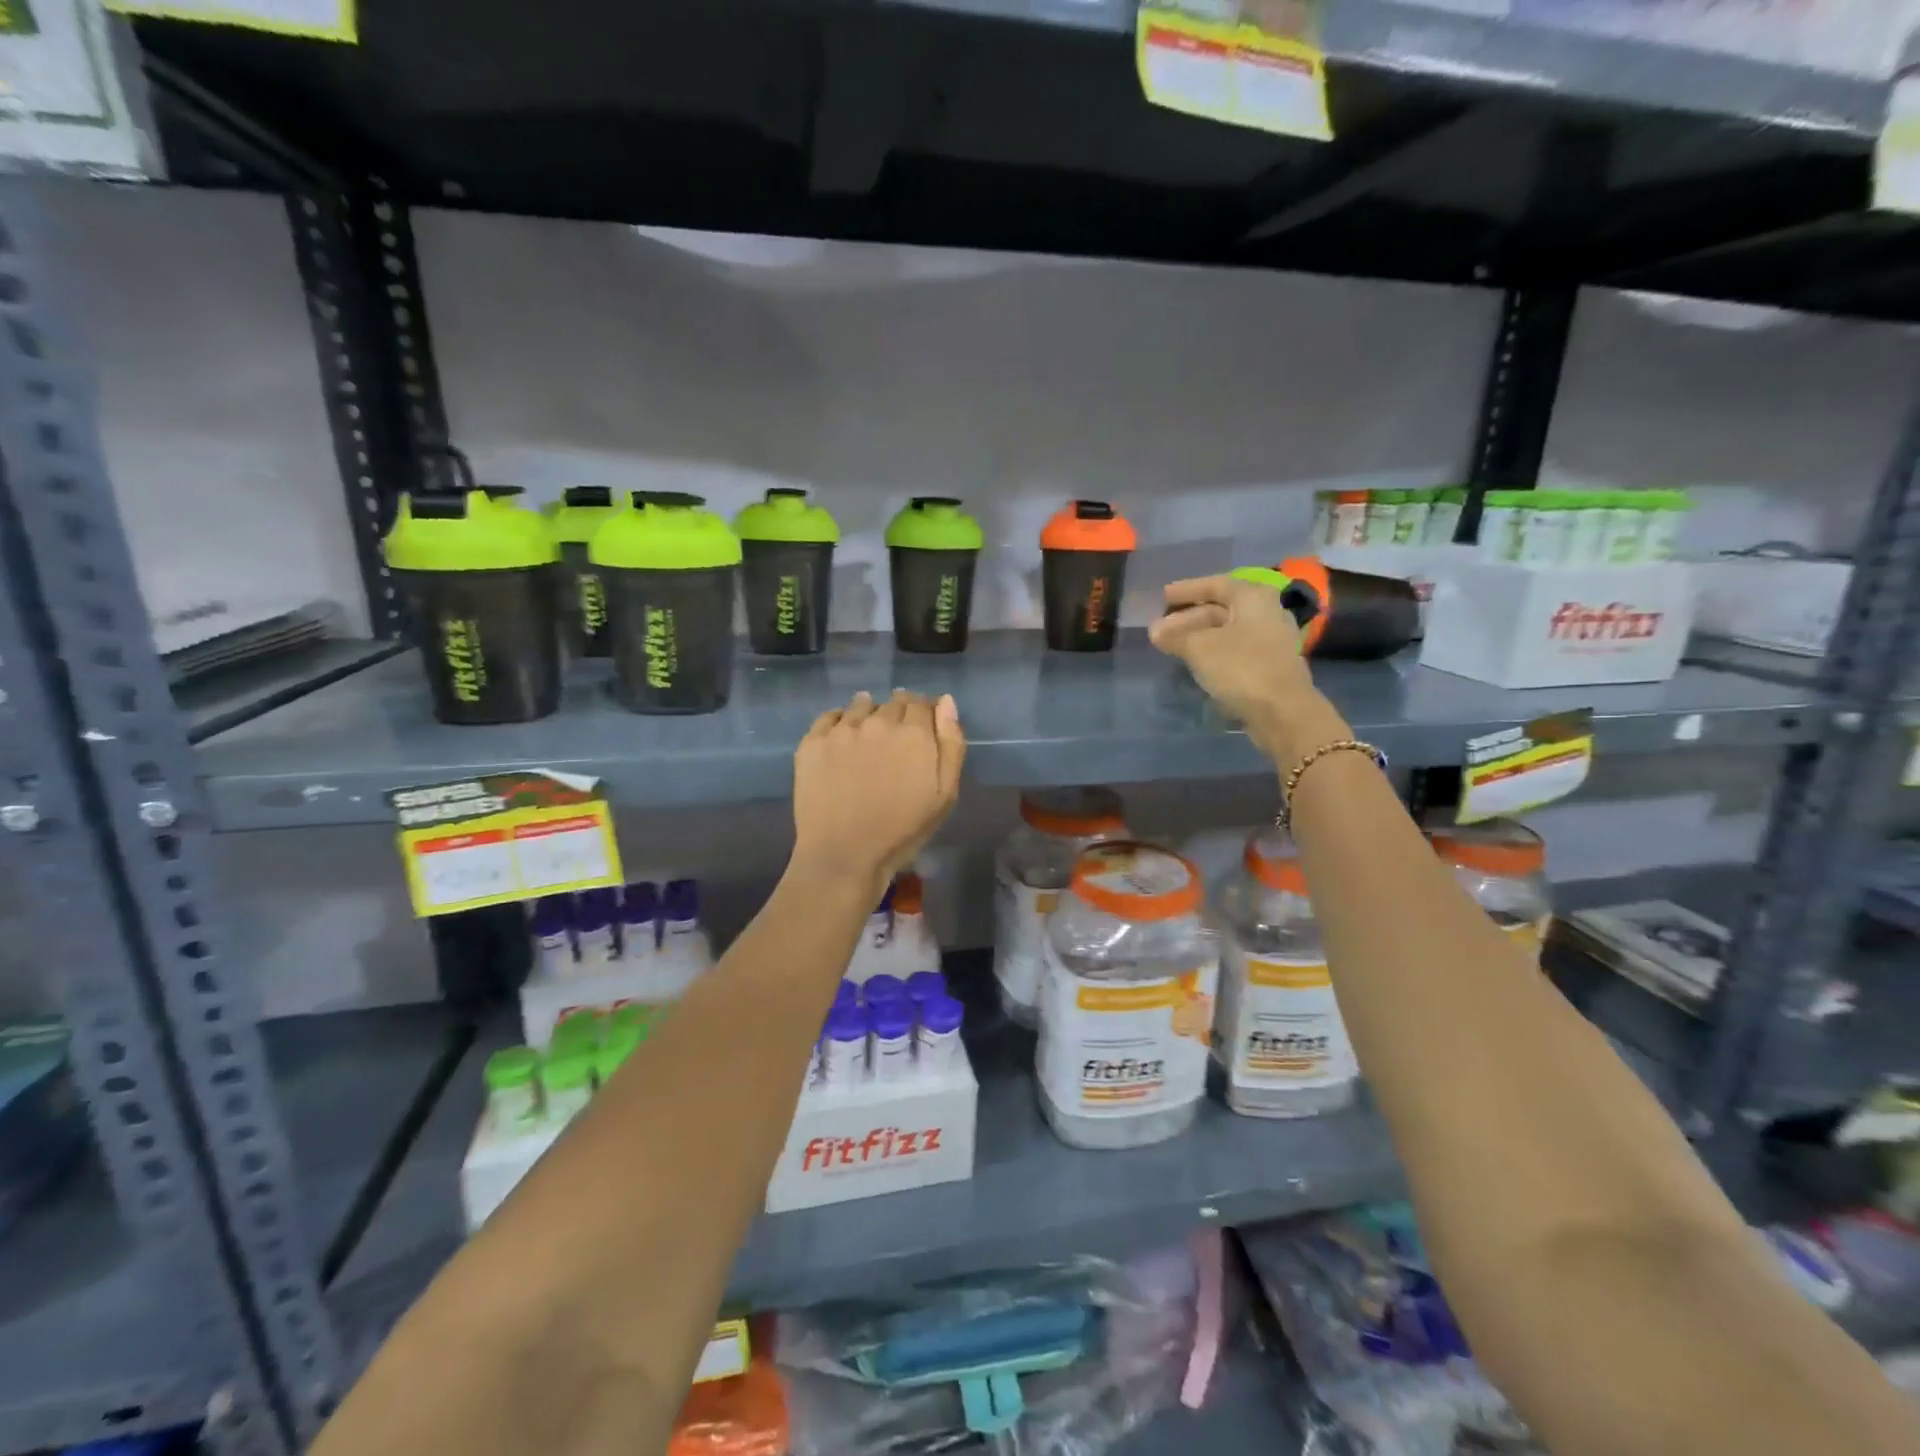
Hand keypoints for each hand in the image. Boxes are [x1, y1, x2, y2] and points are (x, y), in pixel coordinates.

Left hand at [792, 690, 965, 893]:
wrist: (844, 855)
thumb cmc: (902, 831)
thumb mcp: (944, 794)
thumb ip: (951, 744)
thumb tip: (946, 701)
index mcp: (913, 733)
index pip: (923, 704)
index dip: (926, 712)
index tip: (924, 726)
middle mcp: (877, 721)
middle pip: (893, 703)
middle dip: (900, 713)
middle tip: (898, 737)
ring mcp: (841, 730)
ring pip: (861, 705)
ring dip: (870, 712)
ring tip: (870, 732)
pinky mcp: (812, 742)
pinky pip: (830, 716)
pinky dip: (840, 720)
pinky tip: (843, 736)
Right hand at [1147, 575, 1321, 749]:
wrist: (1283, 711)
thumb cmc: (1241, 667)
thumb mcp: (1199, 648)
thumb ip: (1174, 636)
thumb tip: (1155, 630)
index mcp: (1253, 597)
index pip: (1215, 584)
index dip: (1186, 589)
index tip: (1162, 596)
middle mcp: (1266, 612)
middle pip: (1221, 608)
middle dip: (1188, 617)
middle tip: (1160, 628)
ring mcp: (1270, 640)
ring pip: (1227, 630)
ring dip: (1198, 636)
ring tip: (1171, 645)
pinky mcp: (1269, 664)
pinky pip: (1235, 649)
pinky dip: (1213, 651)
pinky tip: (1194, 661)